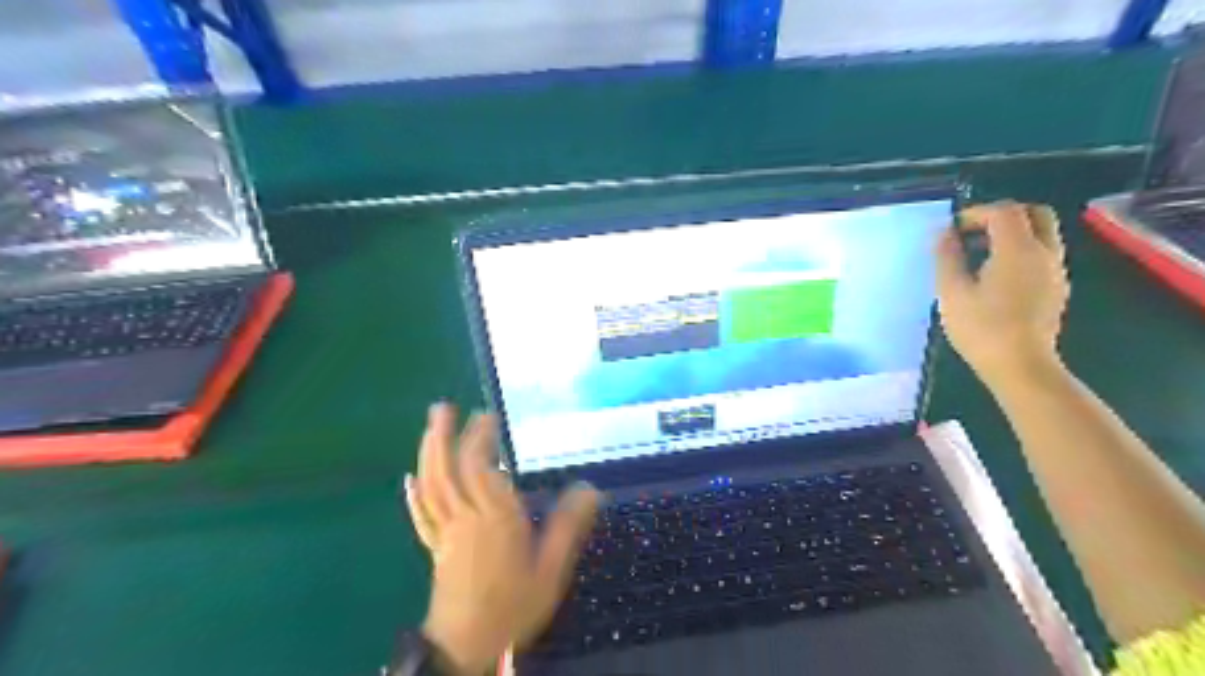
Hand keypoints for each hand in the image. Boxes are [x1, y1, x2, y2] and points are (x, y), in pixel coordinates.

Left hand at [407, 404, 600, 674]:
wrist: (468, 648)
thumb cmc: (514, 607)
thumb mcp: (552, 569)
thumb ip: (569, 526)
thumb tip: (591, 487)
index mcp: (496, 519)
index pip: (480, 468)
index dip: (480, 439)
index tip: (488, 416)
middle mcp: (466, 518)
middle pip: (450, 470)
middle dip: (449, 436)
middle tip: (448, 407)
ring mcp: (446, 532)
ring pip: (432, 485)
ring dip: (429, 452)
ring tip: (431, 425)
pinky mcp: (435, 548)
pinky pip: (422, 514)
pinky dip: (414, 492)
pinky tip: (409, 477)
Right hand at [936, 201, 1066, 384]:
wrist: (1020, 365)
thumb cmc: (981, 328)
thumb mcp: (951, 291)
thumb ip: (947, 257)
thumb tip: (944, 233)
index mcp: (1019, 249)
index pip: (1004, 211)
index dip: (976, 213)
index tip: (953, 230)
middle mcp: (1045, 252)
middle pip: (1034, 214)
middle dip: (1003, 215)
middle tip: (974, 233)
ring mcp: (1056, 271)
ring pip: (1042, 234)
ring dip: (1013, 234)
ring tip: (980, 255)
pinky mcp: (1057, 289)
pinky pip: (1042, 254)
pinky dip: (1021, 251)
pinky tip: (996, 276)